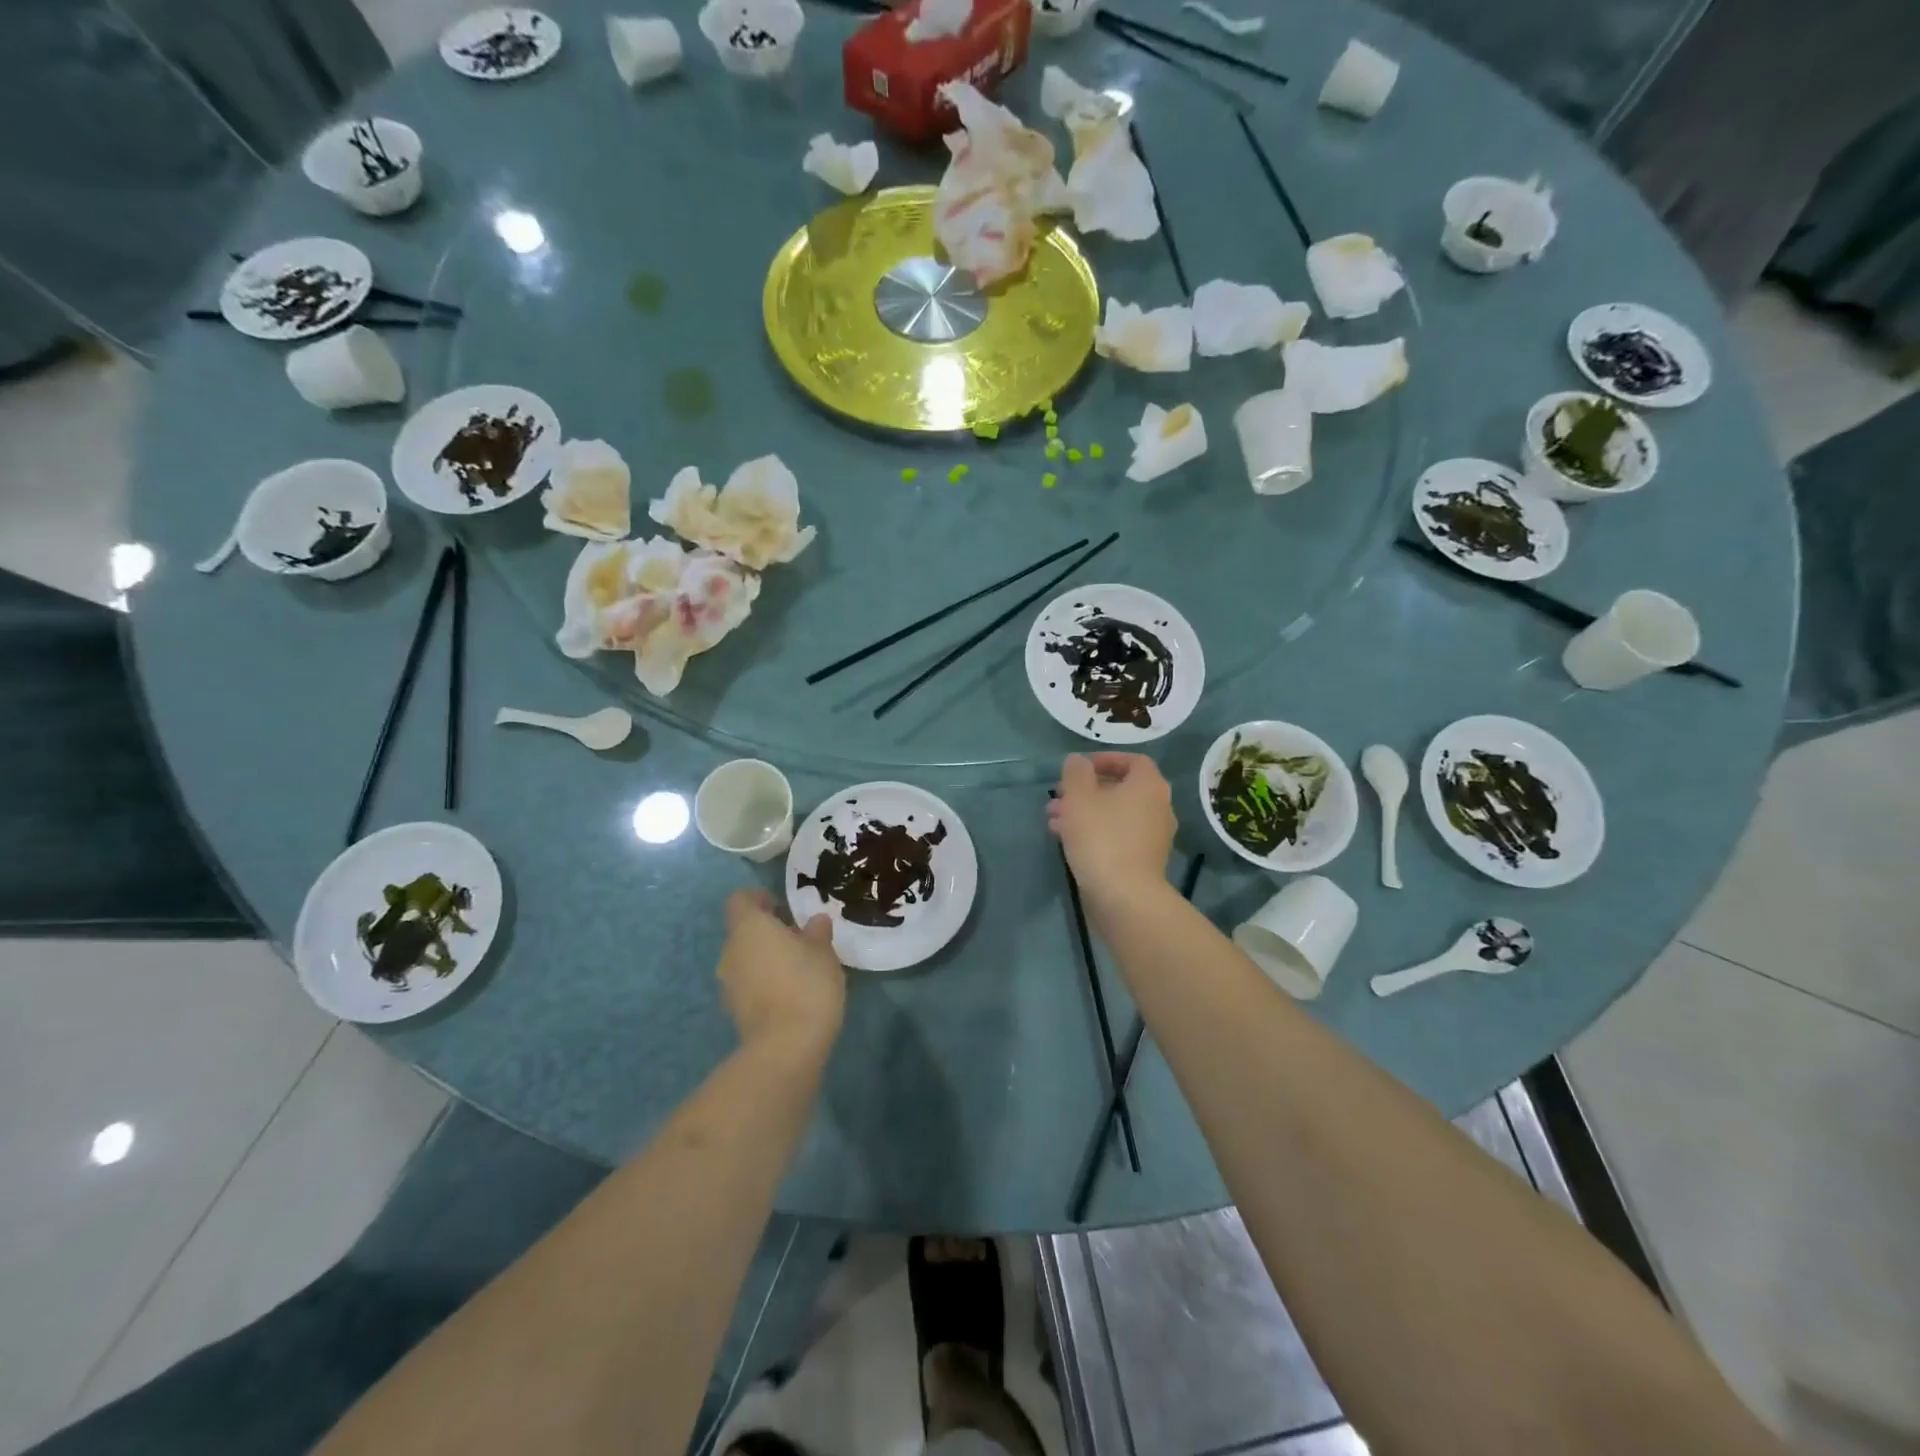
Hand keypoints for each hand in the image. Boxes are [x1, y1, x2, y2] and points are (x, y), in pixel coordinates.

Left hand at [716, 890, 845, 1061]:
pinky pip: (748, 984)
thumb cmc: (806, 983)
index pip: (740, 900)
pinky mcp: (735, 1011)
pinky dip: (764, 983)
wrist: (786, 1046)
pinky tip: (790, 993)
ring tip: (797, 967)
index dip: (758, 898)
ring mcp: (729, 984)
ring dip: (765, 958)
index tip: (781, 905)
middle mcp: (731, 951)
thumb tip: (815, 921)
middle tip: (798, 937)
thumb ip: (817, 931)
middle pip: (743, 931)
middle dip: (767, 931)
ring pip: (745, 959)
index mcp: (749, 928)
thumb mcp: (823, 951)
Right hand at [1047, 753, 1175, 901]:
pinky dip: (1096, 833)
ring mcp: (1154, 836)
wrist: (1125, 897)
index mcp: (1149, 785)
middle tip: (1058, 797)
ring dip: (1085, 813)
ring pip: (1115, 815)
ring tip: (1053, 821)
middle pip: (1120, 789)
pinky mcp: (1145, 861)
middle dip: (1086, 791)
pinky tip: (1068, 842)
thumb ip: (1076, 772)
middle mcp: (1158, 807)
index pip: (1132, 760)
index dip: (1104, 760)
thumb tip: (1078, 761)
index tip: (1078, 769)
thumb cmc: (1101, 838)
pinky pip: (1118, 836)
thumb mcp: (1079, 797)